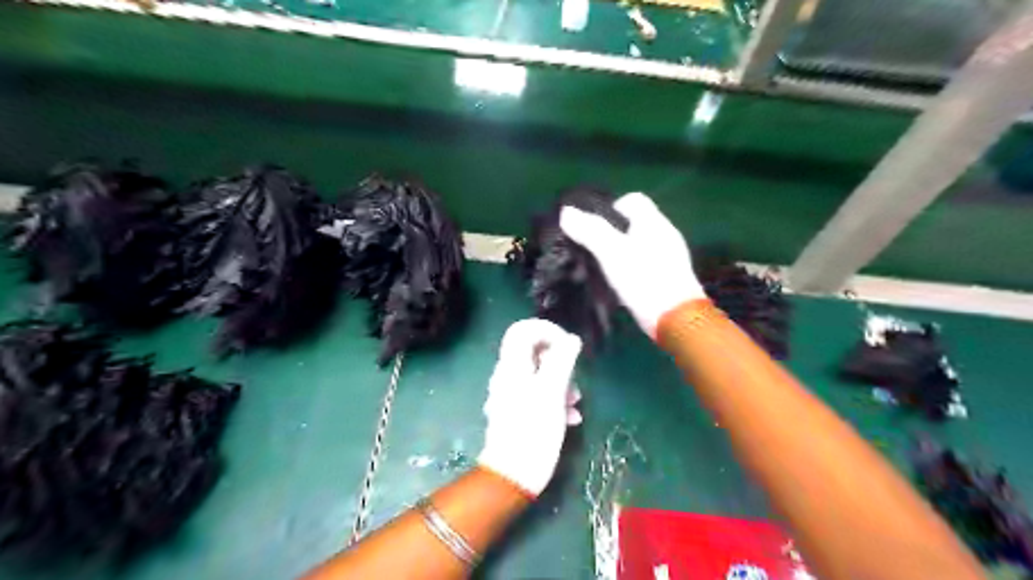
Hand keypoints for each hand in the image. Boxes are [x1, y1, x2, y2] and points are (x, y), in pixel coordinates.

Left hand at [476, 319, 579, 495]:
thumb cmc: (533, 431)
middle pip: (533, 352)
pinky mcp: (517, 411)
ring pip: (539, 375)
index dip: (546, 330)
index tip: (567, 345)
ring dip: (560, 382)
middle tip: (574, 378)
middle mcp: (508, 375)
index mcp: (512, 366)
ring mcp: (510, 394)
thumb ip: (561, 361)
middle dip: (558, 360)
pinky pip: (537, 394)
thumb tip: (571, 339)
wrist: (513, 476)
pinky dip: (554, 399)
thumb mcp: (552, 393)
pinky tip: (570, 418)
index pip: (522, 329)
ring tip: (575, 401)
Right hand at [561, 193, 705, 338]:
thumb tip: (566, 212)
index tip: (593, 227)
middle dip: (611, 233)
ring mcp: (670, 257)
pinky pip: (645, 264)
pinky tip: (619, 285)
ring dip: (620, 253)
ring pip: (638, 245)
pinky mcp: (669, 277)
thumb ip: (590, 231)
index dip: (611, 208)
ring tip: (601, 269)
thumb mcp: (611, 253)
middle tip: (593, 250)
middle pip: (634, 224)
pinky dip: (630, 269)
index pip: (633, 199)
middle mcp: (665, 234)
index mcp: (653, 222)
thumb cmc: (643, 279)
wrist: (675, 319)